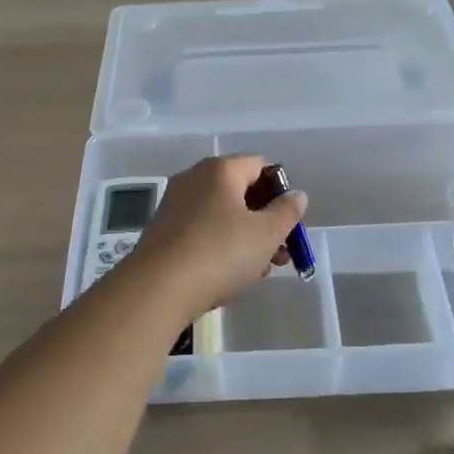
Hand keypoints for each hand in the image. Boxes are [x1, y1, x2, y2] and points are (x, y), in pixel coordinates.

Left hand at [125, 156, 307, 321]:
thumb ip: (287, 211)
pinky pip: (202, 230)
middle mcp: (194, 178)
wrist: (157, 288)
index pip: (259, 165)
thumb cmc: (220, 253)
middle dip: (265, 220)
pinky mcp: (163, 231)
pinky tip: (230, 276)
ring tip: (260, 270)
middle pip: (240, 191)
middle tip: (281, 252)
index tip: (288, 222)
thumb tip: (296, 194)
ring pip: (222, 214)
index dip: (280, 190)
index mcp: (220, 169)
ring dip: (246, 237)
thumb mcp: (266, 234)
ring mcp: (175, 204)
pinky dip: (221, 246)